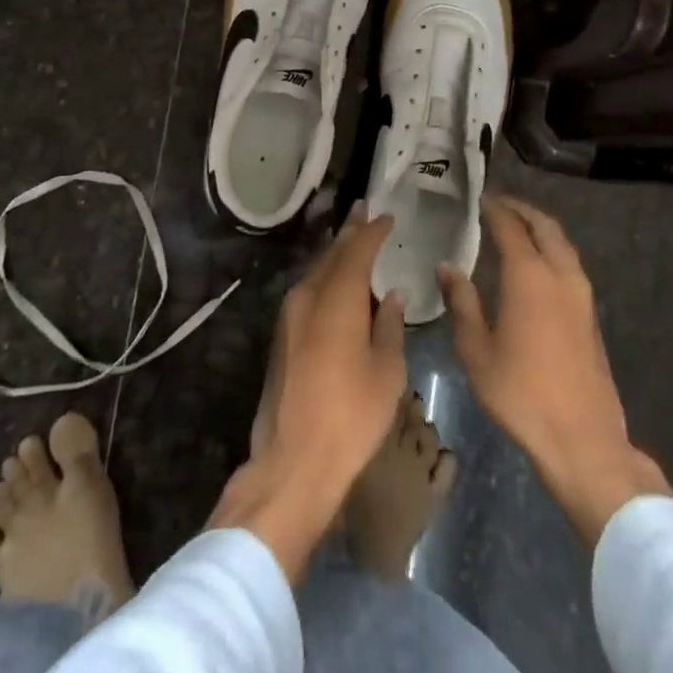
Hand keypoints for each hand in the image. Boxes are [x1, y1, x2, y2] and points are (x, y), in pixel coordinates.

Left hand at [209, 206, 406, 579]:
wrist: (293, 461)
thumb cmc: (351, 416)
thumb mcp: (387, 372)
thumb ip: (390, 327)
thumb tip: (391, 296)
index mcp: (337, 299)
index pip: (357, 251)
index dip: (372, 231)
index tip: (386, 215)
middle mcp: (308, 297)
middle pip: (331, 255)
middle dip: (349, 232)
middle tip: (364, 211)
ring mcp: (289, 316)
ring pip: (316, 272)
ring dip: (335, 255)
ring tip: (353, 242)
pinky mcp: (281, 336)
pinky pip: (307, 292)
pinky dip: (325, 279)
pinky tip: (337, 285)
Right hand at [440, 194, 670, 544]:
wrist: (582, 439)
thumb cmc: (520, 393)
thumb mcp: (476, 350)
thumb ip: (461, 303)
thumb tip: (447, 267)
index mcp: (529, 276)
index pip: (510, 227)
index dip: (495, 209)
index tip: (480, 198)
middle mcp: (560, 275)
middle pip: (545, 226)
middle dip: (522, 210)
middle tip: (499, 204)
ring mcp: (581, 295)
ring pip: (562, 244)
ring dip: (540, 228)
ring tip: (516, 227)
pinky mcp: (590, 315)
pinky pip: (569, 264)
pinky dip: (552, 249)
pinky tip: (535, 265)